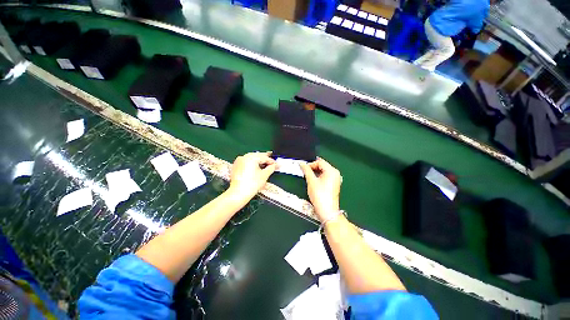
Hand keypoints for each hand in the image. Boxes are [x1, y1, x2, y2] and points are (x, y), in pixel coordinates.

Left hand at [228, 152, 276, 200]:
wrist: (238, 194)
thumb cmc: (252, 184)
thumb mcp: (264, 175)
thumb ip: (271, 168)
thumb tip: (275, 165)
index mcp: (251, 157)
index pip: (264, 157)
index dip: (272, 161)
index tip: (277, 165)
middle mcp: (244, 157)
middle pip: (258, 156)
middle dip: (265, 160)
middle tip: (272, 163)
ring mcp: (239, 161)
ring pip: (252, 159)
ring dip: (259, 161)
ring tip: (266, 166)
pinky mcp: (236, 166)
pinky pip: (246, 162)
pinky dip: (252, 164)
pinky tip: (256, 168)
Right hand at [300, 158, 341, 221]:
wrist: (327, 211)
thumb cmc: (320, 196)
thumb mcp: (311, 181)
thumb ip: (306, 170)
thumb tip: (302, 164)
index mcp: (332, 171)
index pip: (320, 162)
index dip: (310, 164)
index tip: (304, 169)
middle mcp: (335, 173)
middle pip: (322, 165)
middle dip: (313, 168)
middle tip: (305, 172)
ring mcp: (335, 179)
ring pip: (323, 171)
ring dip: (315, 172)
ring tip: (309, 177)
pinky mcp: (334, 184)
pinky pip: (325, 176)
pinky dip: (319, 177)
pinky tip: (314, 181)